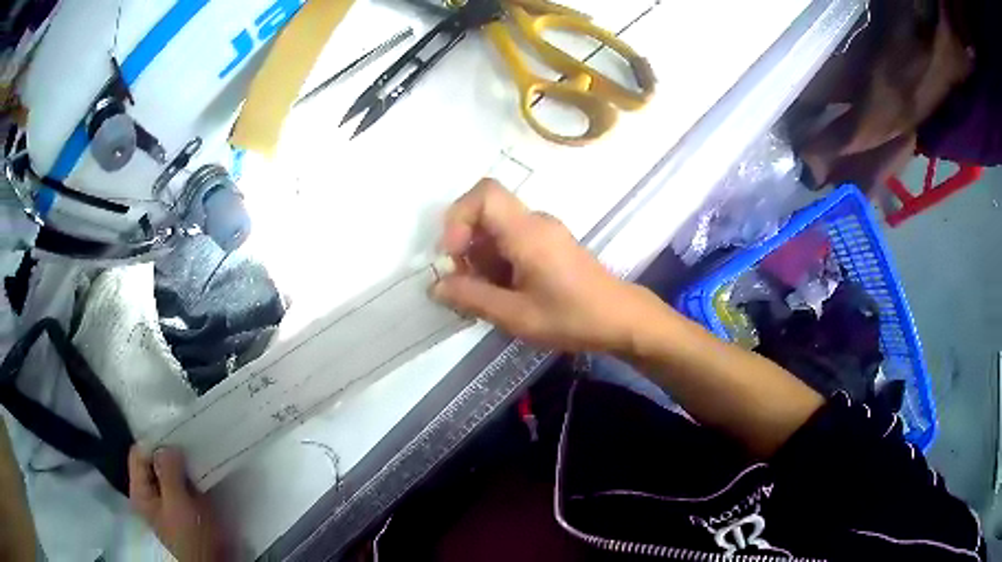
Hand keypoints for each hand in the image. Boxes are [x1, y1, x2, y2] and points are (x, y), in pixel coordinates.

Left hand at [129, 447, 228, 561]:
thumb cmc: (192, 537)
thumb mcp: (178, 504)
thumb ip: (169, 472)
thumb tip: (167, 445)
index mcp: (141, 492)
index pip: (139, 454)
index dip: (154, 443)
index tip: (174, 438)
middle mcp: (151, 492)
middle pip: (154, 461)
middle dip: (171, 452)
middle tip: (189, 445)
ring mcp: (169, 499)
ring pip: (171, 470)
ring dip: (183, 463)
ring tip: (198, 454)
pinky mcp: (185, 505)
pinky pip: (185, 481)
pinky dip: (192, 474)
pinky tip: (203, 470)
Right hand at [434, 179, 656, 352]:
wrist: (621, 319)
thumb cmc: (572, 317)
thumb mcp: (516, 315)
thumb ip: (472, 297)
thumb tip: (435, 286)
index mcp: (527, 232)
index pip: (484, 194)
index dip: (458, 217)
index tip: (454, 256)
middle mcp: (535, 222)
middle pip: (485, 213)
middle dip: (465, 246)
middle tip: (465, 284)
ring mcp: (544, 232)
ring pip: (496, 230)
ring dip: (480, 259)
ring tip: (484, 297)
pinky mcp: (549, 245)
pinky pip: (511, 241)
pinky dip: (497, 263)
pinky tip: (503, 294)